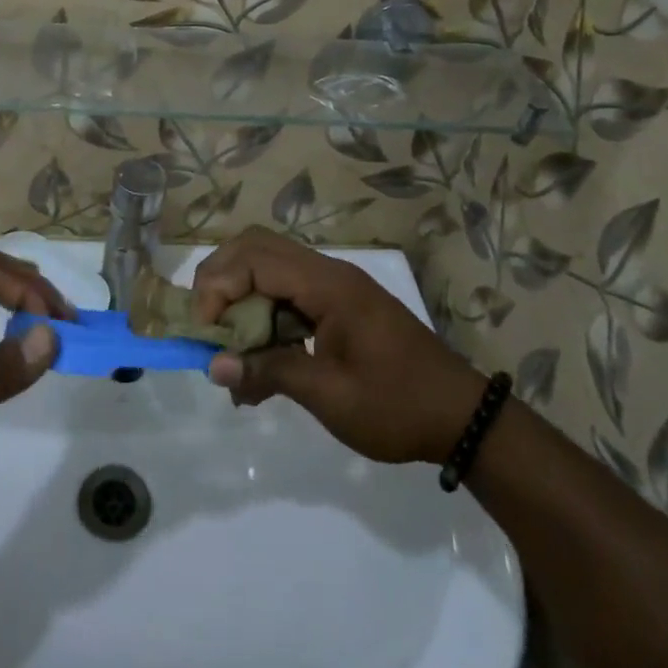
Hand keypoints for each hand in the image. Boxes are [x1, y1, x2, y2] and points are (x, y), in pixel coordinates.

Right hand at [192, 227, 483, 464]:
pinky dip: (262, 318)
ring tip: (229, 352)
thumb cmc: (397, 406)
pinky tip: (258, 366)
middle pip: (256, 248)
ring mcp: (334, 288)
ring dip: (239, 300)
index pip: (254, 261)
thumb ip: (270, 372)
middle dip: (220, 280)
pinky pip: (286, 295)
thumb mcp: (330, 396)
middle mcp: (328, 273)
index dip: (218, 288)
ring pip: (268, 268)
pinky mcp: (337, 306)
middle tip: (206, 326)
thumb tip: (215, 366)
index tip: (204, 333)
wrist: (463, 419)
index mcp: (328, 286)